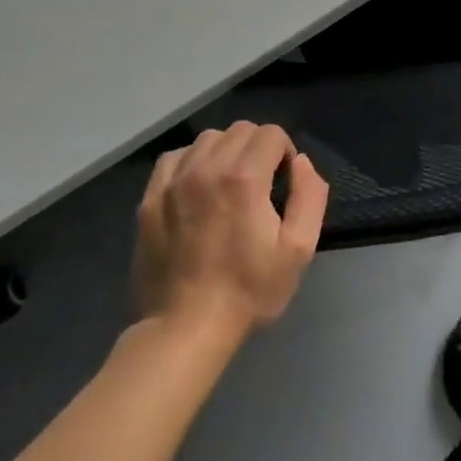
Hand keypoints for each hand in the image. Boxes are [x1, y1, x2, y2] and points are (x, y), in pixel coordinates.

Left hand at [132, 122, 328, 336]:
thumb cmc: (247, 290)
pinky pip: (174, 157)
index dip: (284, 152)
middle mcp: (207, 168)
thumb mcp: (298, 250)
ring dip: (225, 151)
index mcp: (244, 177)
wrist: (185, 330)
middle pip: (241, 130)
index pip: (272, 133)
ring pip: (208, 139)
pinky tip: (197, 187)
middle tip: (259, 184)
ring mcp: (174, 181)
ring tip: (228, 184)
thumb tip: (301, 162)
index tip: (282, 182)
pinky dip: (191, 162)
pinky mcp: (150, 198)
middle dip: (258, 148)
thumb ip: (310, 195)